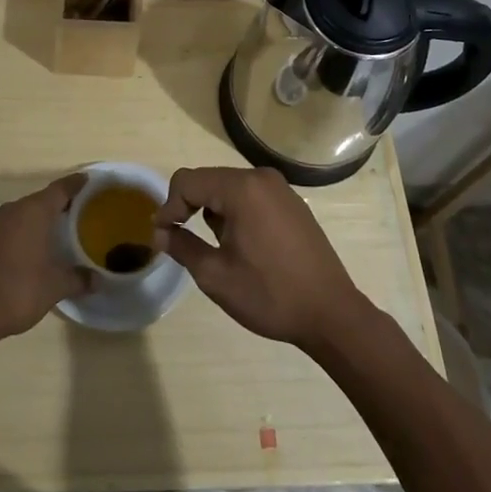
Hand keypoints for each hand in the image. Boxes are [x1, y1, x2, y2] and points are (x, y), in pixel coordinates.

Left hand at [0, 175, 91, 345]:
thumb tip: (98, 280)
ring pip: (22, 214)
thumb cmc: (18, 290)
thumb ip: (78, 279)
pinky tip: (27, 251)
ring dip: (37, 220)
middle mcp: (13, 211)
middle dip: (58, 204)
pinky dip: (20, 234)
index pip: (60, 188)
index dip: (76, 184)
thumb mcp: (55, 287)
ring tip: (54, 232)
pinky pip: (7, 229)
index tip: (88, 180)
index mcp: (34, 212)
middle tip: (77, 212)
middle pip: (40, 200)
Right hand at [154, 166, 371, 351]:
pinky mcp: (292, 203)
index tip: (162, 235)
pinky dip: (236, 212)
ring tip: (214, 248)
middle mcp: (261, 178)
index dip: (169, 205)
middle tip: (179, 240)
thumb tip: (160, 233)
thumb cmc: (269, 295)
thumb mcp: (216, 276)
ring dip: (213, 211)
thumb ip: (182, 247)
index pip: (188, 181)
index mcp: (242, 189)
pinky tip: (241, 246)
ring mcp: (280, 189)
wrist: (331, 313)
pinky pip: (251, 197)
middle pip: (209, 180)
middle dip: (189, 207)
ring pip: (229, 188)